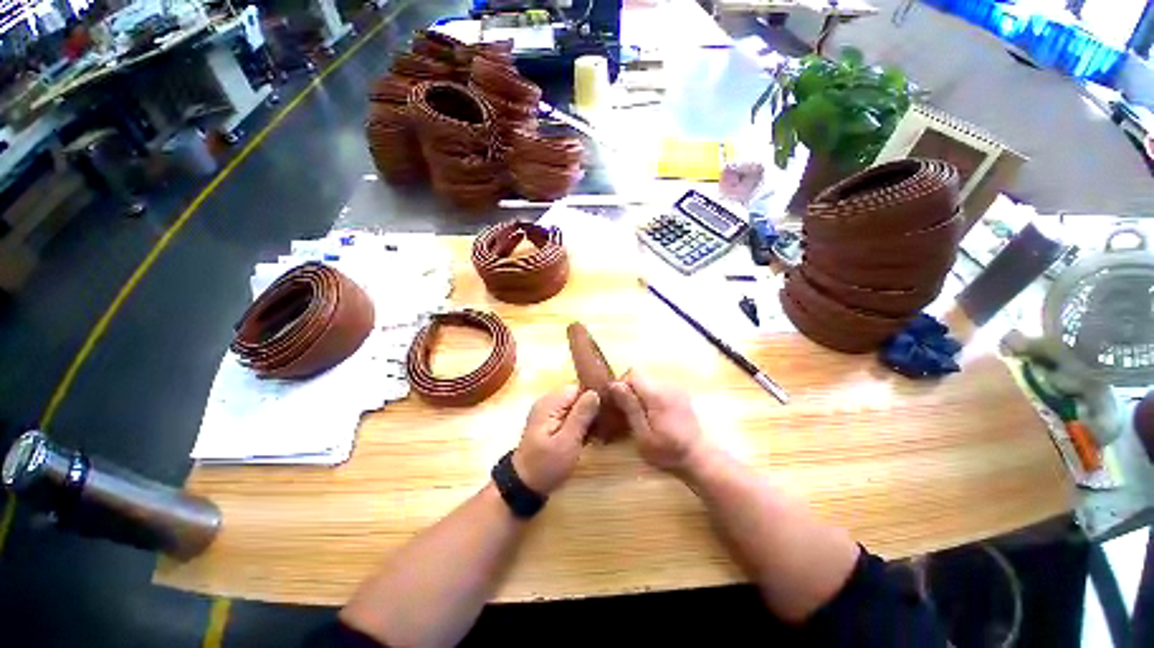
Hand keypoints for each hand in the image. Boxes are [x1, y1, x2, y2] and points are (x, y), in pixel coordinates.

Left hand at [512, 386, 600, 494]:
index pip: (579, 388)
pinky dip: (581, 424)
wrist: (524, 485)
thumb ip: (581, 415)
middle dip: (592, 409)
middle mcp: (549, 402)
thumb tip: (595, 392)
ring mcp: (549, 411)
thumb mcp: (567, 441)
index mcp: (551, 402)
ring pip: (576, 406)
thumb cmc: (546, 465)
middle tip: (604, 428)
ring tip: (598, 434)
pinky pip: (571, 415)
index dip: (595, 398)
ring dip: (588, 418)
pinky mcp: (552, 422)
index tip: (607, 413)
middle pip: (578, 396)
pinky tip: (589, 438)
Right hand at [610, 370, 703, 472]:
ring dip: (640, 396)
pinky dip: (651, 399)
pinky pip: (658, 390)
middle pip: (640, 378)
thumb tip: (615, 385)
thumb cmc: (668, 451)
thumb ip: (630, 407)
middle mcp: (667, 386)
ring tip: (641, 418)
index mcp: (657, 394)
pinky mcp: (680, 395)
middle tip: (627, 414)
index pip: (632, 374)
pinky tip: (654, 417)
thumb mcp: (643, 435)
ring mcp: (676, 389)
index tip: (618, 404)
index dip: (621, 386)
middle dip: (630, 392)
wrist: (700, 458)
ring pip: (648, 384)